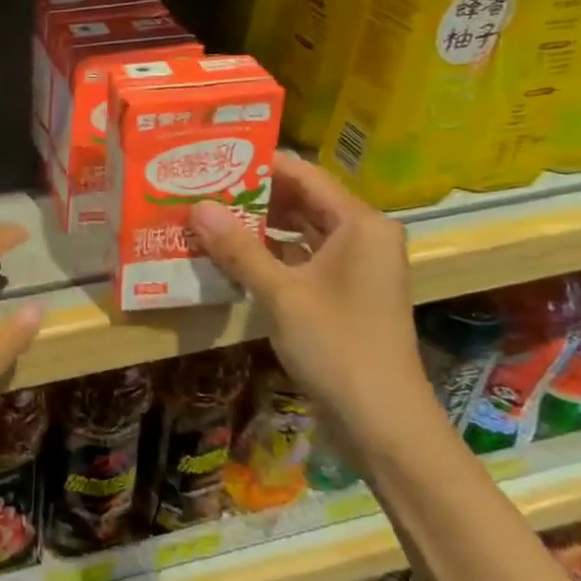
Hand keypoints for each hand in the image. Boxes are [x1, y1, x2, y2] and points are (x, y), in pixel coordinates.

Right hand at [188, 152, 425, 429]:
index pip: (304, 175)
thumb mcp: (281, 293)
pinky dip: (270, 255)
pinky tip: (231, 257)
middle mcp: (363, 236)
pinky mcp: (344, 293)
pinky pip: (303, 259)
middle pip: (302, 201)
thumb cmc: (337, 346)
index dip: (258, 165)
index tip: (213, 160)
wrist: (382, 421)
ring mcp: (355, 267)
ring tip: (208, 218)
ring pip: (301, 231)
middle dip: (253, 197)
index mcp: (360, 224)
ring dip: (258, 228)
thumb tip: (197, 207)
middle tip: (202, 189)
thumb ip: (238, 248)